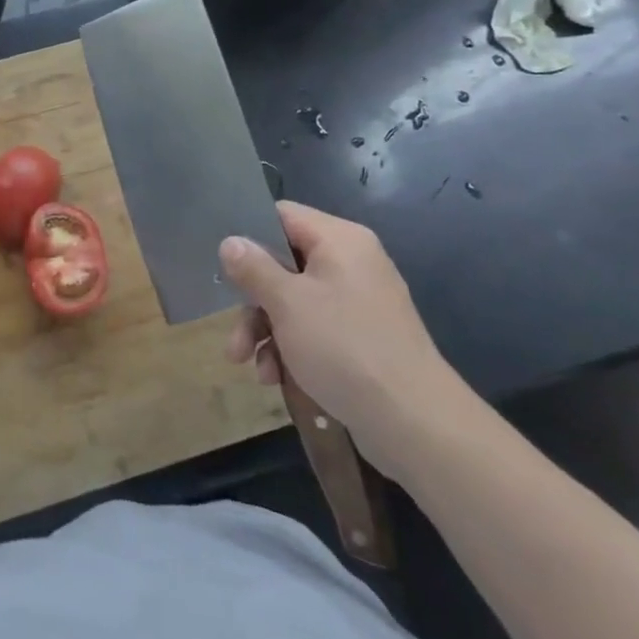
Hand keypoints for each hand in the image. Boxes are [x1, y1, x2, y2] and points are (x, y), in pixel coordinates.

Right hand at [220, 202, 471, 481]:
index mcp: (340, 241)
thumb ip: (253, 268)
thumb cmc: (345, 347)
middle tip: (235, 338)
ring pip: (294, 302)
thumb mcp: (287, 303)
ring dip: (267, 332)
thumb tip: (230, 242)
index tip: (223, 264)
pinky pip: (315, 329)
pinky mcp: (362, 338)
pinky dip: (292, 349)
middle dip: (253, 303)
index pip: (282, 215)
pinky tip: (277, 378)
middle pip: (283, 264)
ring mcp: (359, 302)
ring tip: (253, 369)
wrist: (415, 423)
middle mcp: (351, 263)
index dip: (249, 235)